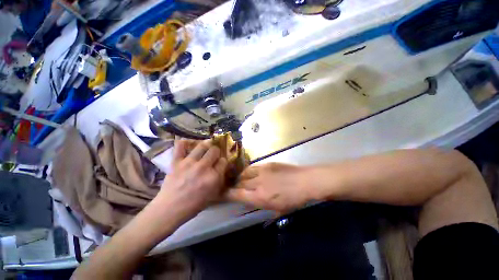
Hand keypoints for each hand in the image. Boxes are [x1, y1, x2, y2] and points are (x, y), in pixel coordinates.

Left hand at [156, 139, 227, 221]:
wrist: (170, 209)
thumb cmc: (194, 205)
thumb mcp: (213, 195)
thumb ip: (220, 179)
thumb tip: (222, 167)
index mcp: (214, 177)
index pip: (223, 161)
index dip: (223, 161)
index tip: (220, 163)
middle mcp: (203, 167)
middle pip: (214, 150)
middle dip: (216, 152)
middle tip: (213, 155)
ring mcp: (189, 163)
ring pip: (202, 146)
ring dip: (206, 145)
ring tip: (206, 146)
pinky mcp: (176, 162)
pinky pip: (180, 146)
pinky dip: (184, 143)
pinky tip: (188, 143)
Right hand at [226, 163, 312, 212]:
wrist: (305, 182)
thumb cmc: (294, 199)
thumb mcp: (278, 210)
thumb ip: (262, 206)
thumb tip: (251, 203)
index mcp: (260, 198)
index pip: (237, 195)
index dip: (227, 194)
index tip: (221, 193)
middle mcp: (258, 183)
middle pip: (239, 183)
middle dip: (235, 186)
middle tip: (234, 188)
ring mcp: (262, 171)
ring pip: (245, 173)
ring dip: (241, 178)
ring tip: (241, 179)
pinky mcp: (267, 164)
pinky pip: (253, 167)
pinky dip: (249, 171)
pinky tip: (251, 173)